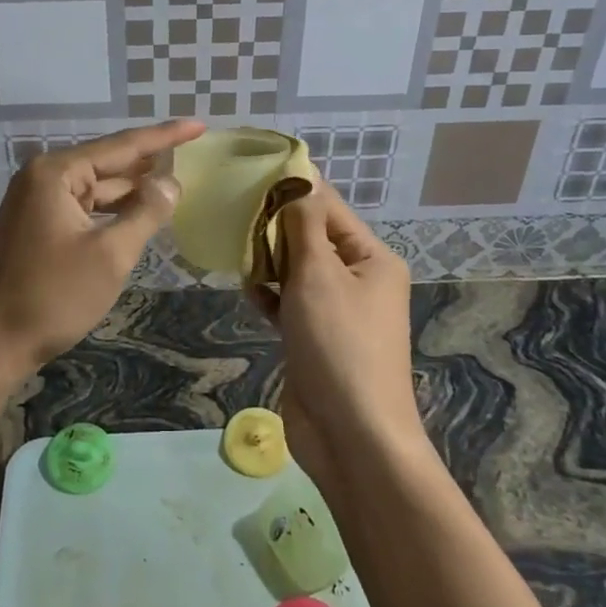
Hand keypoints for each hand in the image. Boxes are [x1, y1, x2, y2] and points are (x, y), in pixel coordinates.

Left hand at [0, 120, 203, 384]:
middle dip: (148, 163)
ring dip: (131, 191)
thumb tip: (171, 183)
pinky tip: (138, 216)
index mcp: (55, 173)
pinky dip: (111, 213)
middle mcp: (41, 178)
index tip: (199, 125)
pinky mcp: (35, 229)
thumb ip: (145, 213)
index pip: (122, 146)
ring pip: (95, 190)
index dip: (165, 136)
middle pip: (107, 164)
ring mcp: (35, 204)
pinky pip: (83, 210)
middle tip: (193, 153)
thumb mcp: (110, 254)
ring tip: (174, 185)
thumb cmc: (52, 296)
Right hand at [246, 188, 421, 484]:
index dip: (293, 189)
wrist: (351, 434)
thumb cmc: (339, 343)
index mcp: (372, 258)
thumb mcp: (320, 275)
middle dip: (275, 227)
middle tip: (233, 213)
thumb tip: (300, 181)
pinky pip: (289, 302)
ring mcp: (335, 311)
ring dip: (269, 261)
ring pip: (296, 270)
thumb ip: (304, 226)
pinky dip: (270, 294)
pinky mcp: (314, 337)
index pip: (329, 208)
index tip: (251, 173)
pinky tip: (248, 290)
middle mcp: (358, 279)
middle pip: (311, 237)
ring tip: (235, 250)